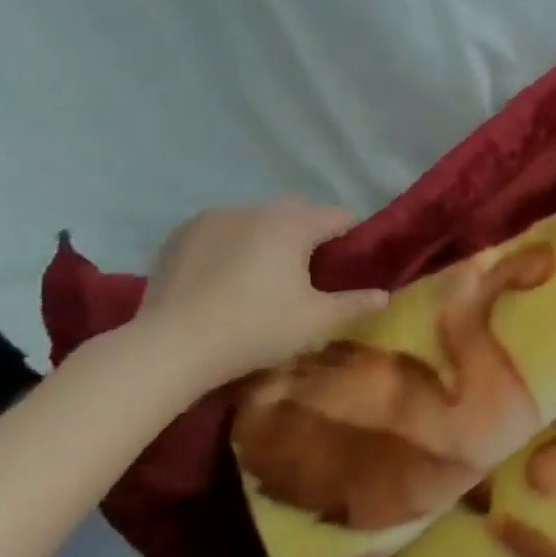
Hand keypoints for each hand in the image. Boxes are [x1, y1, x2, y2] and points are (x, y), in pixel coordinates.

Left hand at [134, 198, 387, 385]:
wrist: (170, 347)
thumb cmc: (256, 328)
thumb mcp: (316, 321)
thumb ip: (355, 304)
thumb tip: (385, 296)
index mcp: (294, 224)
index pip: (339, 216)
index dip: (350, 236)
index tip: (348, 264)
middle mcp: (256, 210)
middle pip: (297, 212)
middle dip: (308, 233)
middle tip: (307, 272)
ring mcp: (213, 218)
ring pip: (256, 219)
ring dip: (267, 237)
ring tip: (261, 276)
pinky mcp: (180, 235)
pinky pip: (220, 230)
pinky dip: (231, 244)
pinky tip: (223, 277)